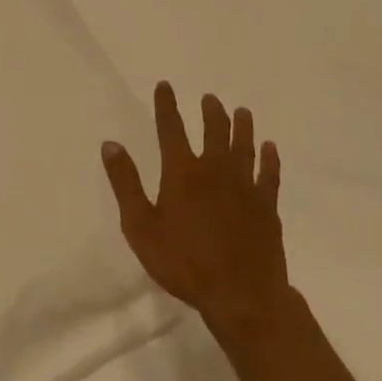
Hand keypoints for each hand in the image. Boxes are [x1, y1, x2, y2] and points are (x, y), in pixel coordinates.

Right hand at [101, 82, 288, 337]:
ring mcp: (245, 187)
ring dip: (242, 127)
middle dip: (211, 112)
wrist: (241, 295)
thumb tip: (111, 144)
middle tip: (211, 98)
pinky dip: (269, 159)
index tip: (165, 85)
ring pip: (244, 147)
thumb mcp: (140, 227)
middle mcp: (215, 170)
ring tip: (242, 112)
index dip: (166, 105)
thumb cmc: (184, 263)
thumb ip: (125, 183)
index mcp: (182, 172)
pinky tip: (270, 148)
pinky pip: (269, 174)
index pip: (171, 129)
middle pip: (214, 132)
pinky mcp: (266, 206)